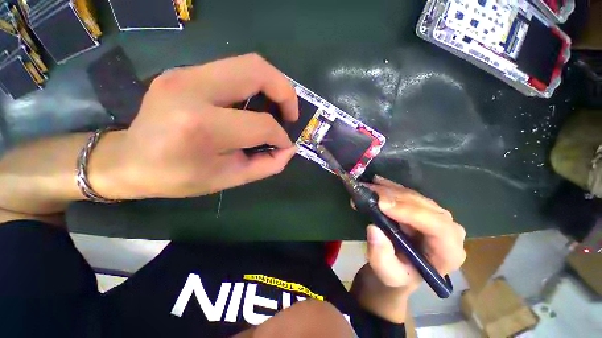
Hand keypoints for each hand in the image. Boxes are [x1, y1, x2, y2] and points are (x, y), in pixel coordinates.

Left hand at [101, 54, 298, 198]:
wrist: (129, 160)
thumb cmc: (178, 177)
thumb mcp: (229, 179)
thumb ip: (266, 165)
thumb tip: (289, 149)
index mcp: (202, 126)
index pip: (260, 124)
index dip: (280, 136)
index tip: (285, 145)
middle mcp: (192, 89)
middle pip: (257, 70)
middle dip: (285, 92)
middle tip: (290, 114)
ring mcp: (186, 74)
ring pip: (247, 64)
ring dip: (272, 85)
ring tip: (277, 108)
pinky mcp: (185, 71)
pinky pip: (233, 70)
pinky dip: (254, 85)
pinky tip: (254, 104)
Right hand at [364, 176, 465, 293]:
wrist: (400, 268)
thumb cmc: (398, 274)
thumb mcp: (387, 273)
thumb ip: (381, 257)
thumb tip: (374, 229)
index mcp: (448, 252)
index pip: (438, 227)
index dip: (411, 212)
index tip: (382, 205)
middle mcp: (448, 230)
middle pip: (425, 206)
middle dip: (395, 197)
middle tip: (370, 191)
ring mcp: (436, 215)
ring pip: (414, 196)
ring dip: (389, 190)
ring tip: (367, 186)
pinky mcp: (423, 207)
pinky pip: (407, 193)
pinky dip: (390, 187)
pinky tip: (377, 182)